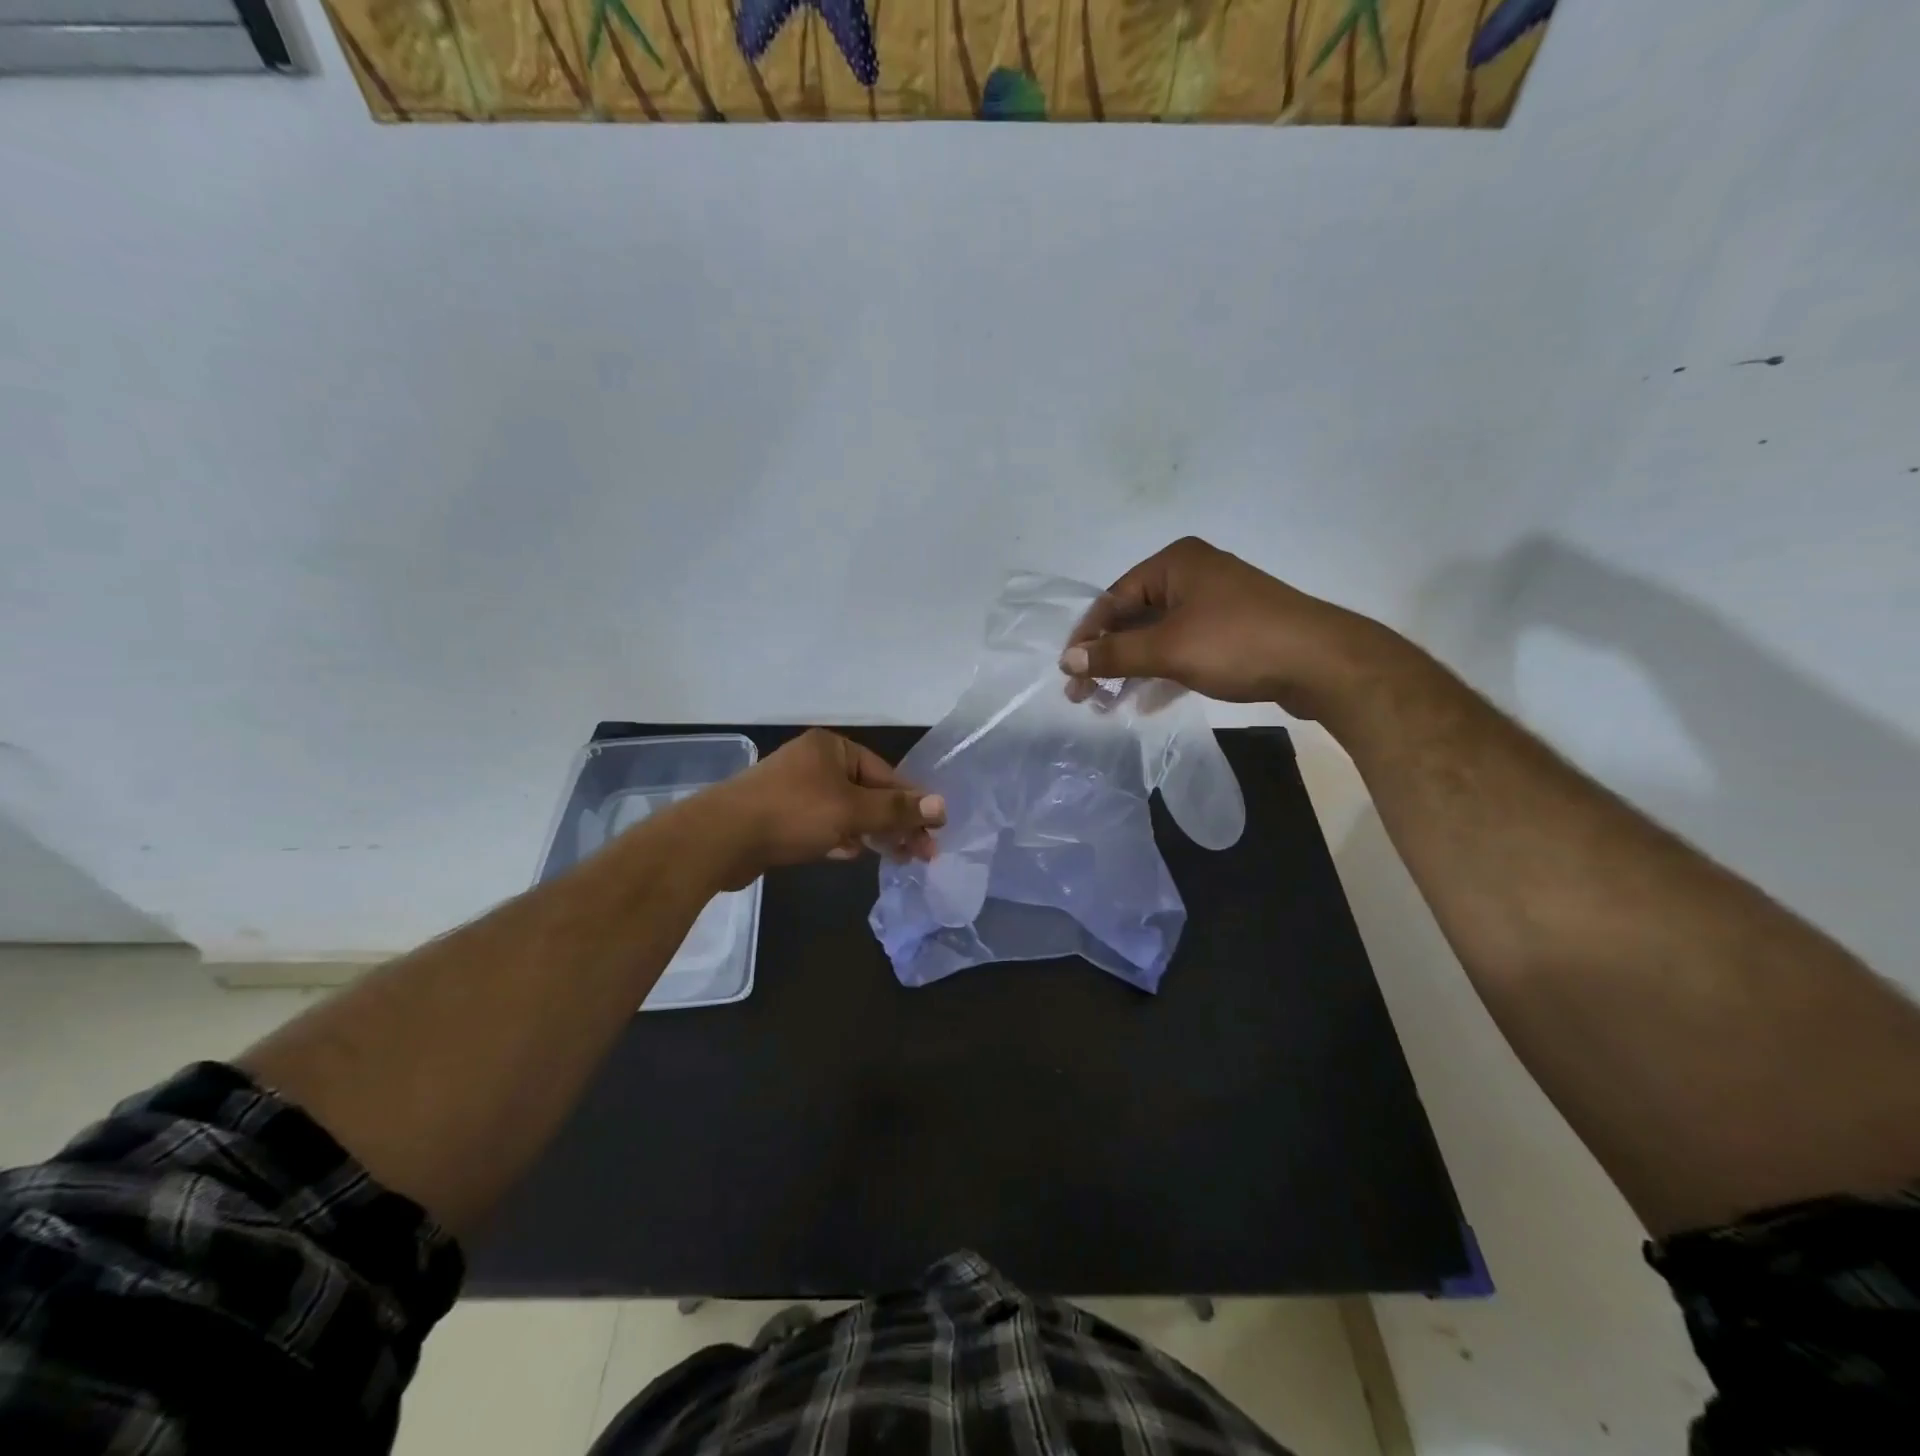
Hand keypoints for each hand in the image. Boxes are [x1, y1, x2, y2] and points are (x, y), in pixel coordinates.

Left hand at [702, 729, 945, 887]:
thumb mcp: (851, 810)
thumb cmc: (792, 814)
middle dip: (894, 823)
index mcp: (832, 749)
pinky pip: (822, 825)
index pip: (885, 775)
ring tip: (896, 858)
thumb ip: (896, 810)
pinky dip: (840, 838)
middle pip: (868, 794)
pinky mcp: (781, 817)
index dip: (912, 804)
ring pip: (846, 812)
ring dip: (870, 833)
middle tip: (921, 854)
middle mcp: (815, 763)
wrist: (721, 838)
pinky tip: (852, 854)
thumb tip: (942, 806)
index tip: (935, 832)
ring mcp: (795, 790)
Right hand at [1058, 537, 1390, 718]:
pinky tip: (1146, 703)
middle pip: (1134, 618)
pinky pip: (1184, 649)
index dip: (1087, 637)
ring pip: (1159, 637)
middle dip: (1108, 658)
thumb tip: (1068, 662)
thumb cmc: (1238, 643)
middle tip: (1084, 696)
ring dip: (1132, 670)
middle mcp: (1193, 576)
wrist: (1323, 664)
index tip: (1068, 674)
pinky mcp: (1233, 632)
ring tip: (1108, 705)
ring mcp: (1215, 604)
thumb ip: (1115, 654)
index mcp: (1175, 564)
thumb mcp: (1168, 649)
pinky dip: (1163, 673)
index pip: (1113, 598)